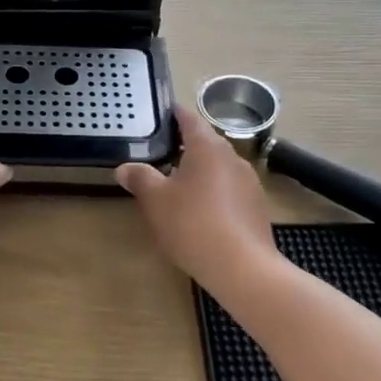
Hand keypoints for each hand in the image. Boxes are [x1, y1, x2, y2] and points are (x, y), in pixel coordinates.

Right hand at [117, 105, 280, 290]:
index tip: (162, 113)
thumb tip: (124, 168)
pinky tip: (200, 211)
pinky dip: (213, 192)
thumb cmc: (193, 223)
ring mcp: (248, 182)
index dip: (175, 115)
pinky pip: (229, 189)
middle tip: (161, 153)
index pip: (190, 119)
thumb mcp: (156, 200)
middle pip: (206, 142)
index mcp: (207, 147)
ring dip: (199, 171)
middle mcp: (232, 157)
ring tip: (177, 184)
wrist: (242, 267)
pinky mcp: (256, 206)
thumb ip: (140, 178)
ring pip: (218, 167)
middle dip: (185, 146)